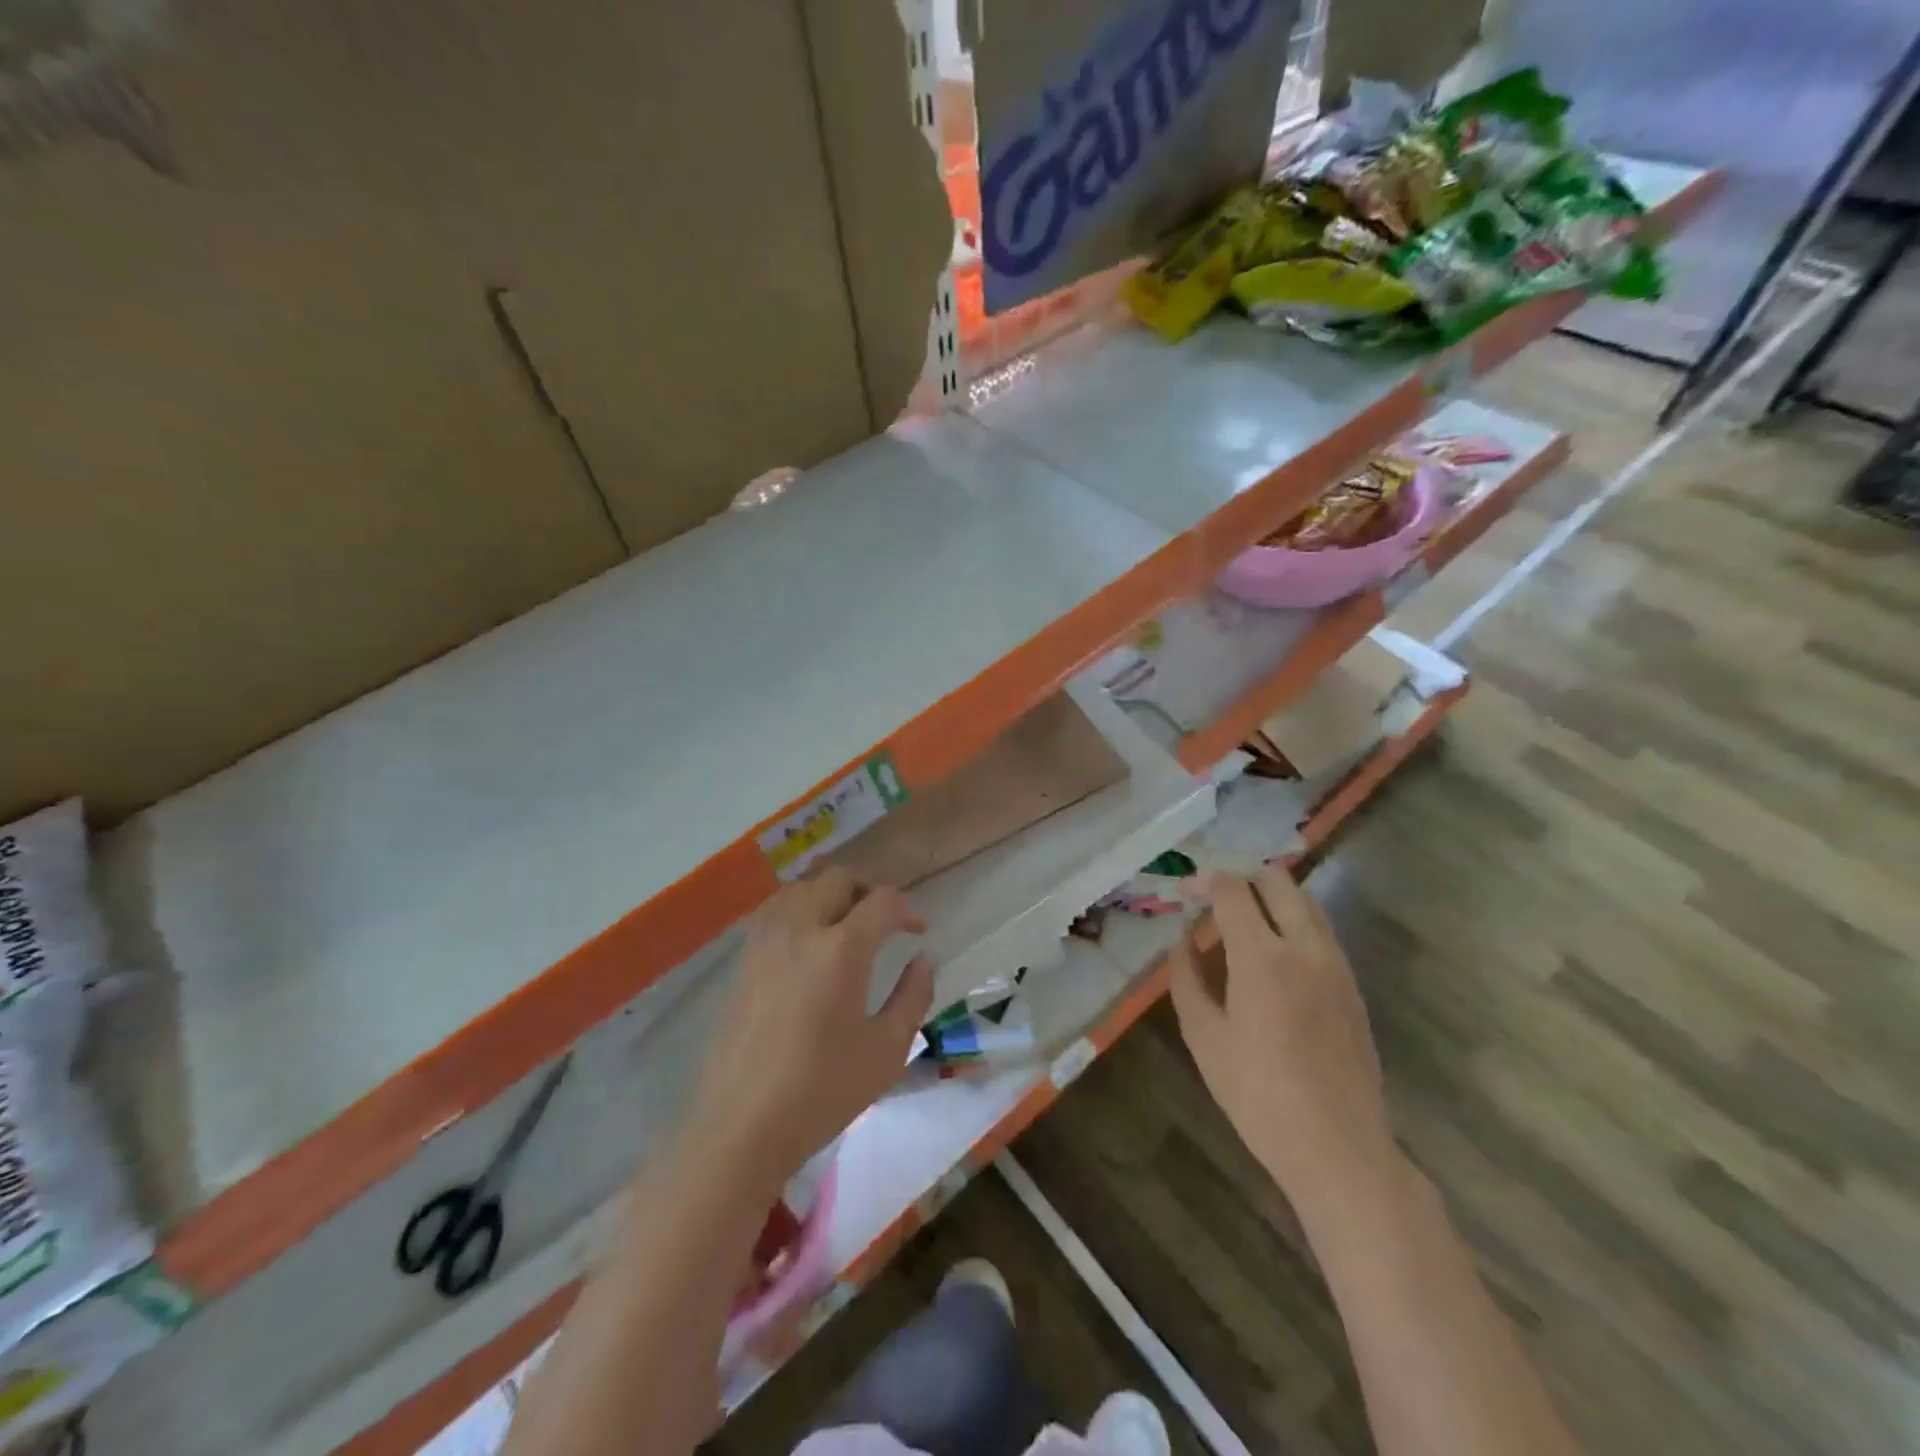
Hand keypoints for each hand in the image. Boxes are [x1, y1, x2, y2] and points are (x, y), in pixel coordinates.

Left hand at [691, 870, 933, 1183]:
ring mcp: (765, 941)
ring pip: (802, 887)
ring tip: (848, 924)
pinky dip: (801, 908)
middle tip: (885, 921)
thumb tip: (923, 958)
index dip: (907, 908)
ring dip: (832, 894)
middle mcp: (800, 930)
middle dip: (869, 890)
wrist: (741, 1127)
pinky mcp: (743, 959)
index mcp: (840, 950)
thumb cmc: (822, 1092)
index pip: (882, 901)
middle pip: (838, 878)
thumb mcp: (886, 1050)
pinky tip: (810, 943)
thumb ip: (913, 995)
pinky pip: (776, 910)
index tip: (919, 930)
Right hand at [1170, 867, 1397, 1205]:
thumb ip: (1187, 978)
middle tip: (1214, 898)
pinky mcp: (1352, 988)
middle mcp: (1305, 947)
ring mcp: (1337, 966)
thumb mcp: (1204, 1036)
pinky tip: (1273, 958)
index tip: (1184, 891)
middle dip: (1242, 877)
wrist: (1339, 1147)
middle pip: (1277, 881)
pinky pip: (1322, 933)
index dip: (1204, 881)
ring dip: (1271, 898)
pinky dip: (1293, 924)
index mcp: (1262, 957)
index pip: (1233, 890)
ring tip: (1242, 923)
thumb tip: (1182, 942)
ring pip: (1306, 903)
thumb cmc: (1258, 1094)